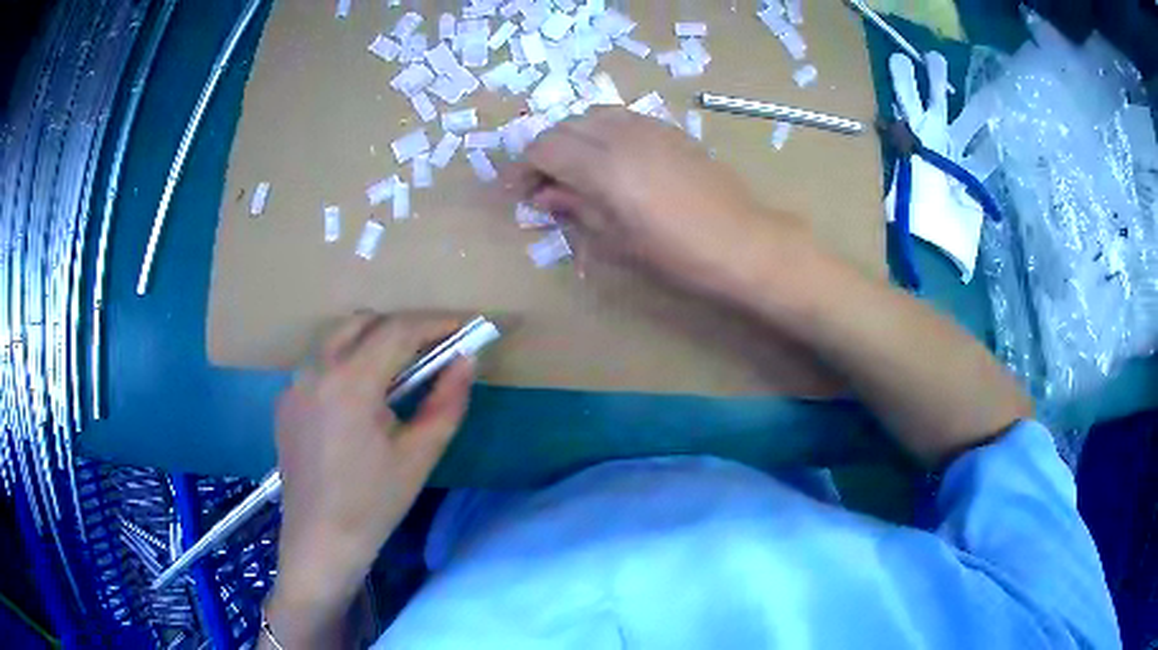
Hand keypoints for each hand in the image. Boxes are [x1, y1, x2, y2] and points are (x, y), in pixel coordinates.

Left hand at [268, 313, 473, 629]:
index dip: (436, 324)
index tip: (464, 329)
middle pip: (364, 322)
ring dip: (372, 341)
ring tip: (398, 375)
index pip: (398, 331)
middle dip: (402, 328)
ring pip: (337, 338)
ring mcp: (294, 383)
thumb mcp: (419, 456)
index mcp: (350, 383)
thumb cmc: (374, 504)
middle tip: (432, 352)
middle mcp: (316, 369)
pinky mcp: (285, 401)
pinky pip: (319, 364)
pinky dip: (346, 364)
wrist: (320, 540)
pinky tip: (359, 402)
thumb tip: (467, 361)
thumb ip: (447, 402)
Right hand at [515, 107, 803, 296]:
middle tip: (542, 183)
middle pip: (564, 126)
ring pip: (592, 115)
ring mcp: (647, 126)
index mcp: (603, 166)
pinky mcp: (668, 129)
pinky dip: (601, 131)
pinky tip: (608, 157)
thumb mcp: (616, 240)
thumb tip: (544, 195)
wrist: (741, 241)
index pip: (544, 148)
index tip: (517, 192)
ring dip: (572, 137)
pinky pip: (620, 117)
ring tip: (572, 168)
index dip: (523, 168)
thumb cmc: (677, 253)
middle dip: (544, 151)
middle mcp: (621, 134)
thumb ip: (576, 209)